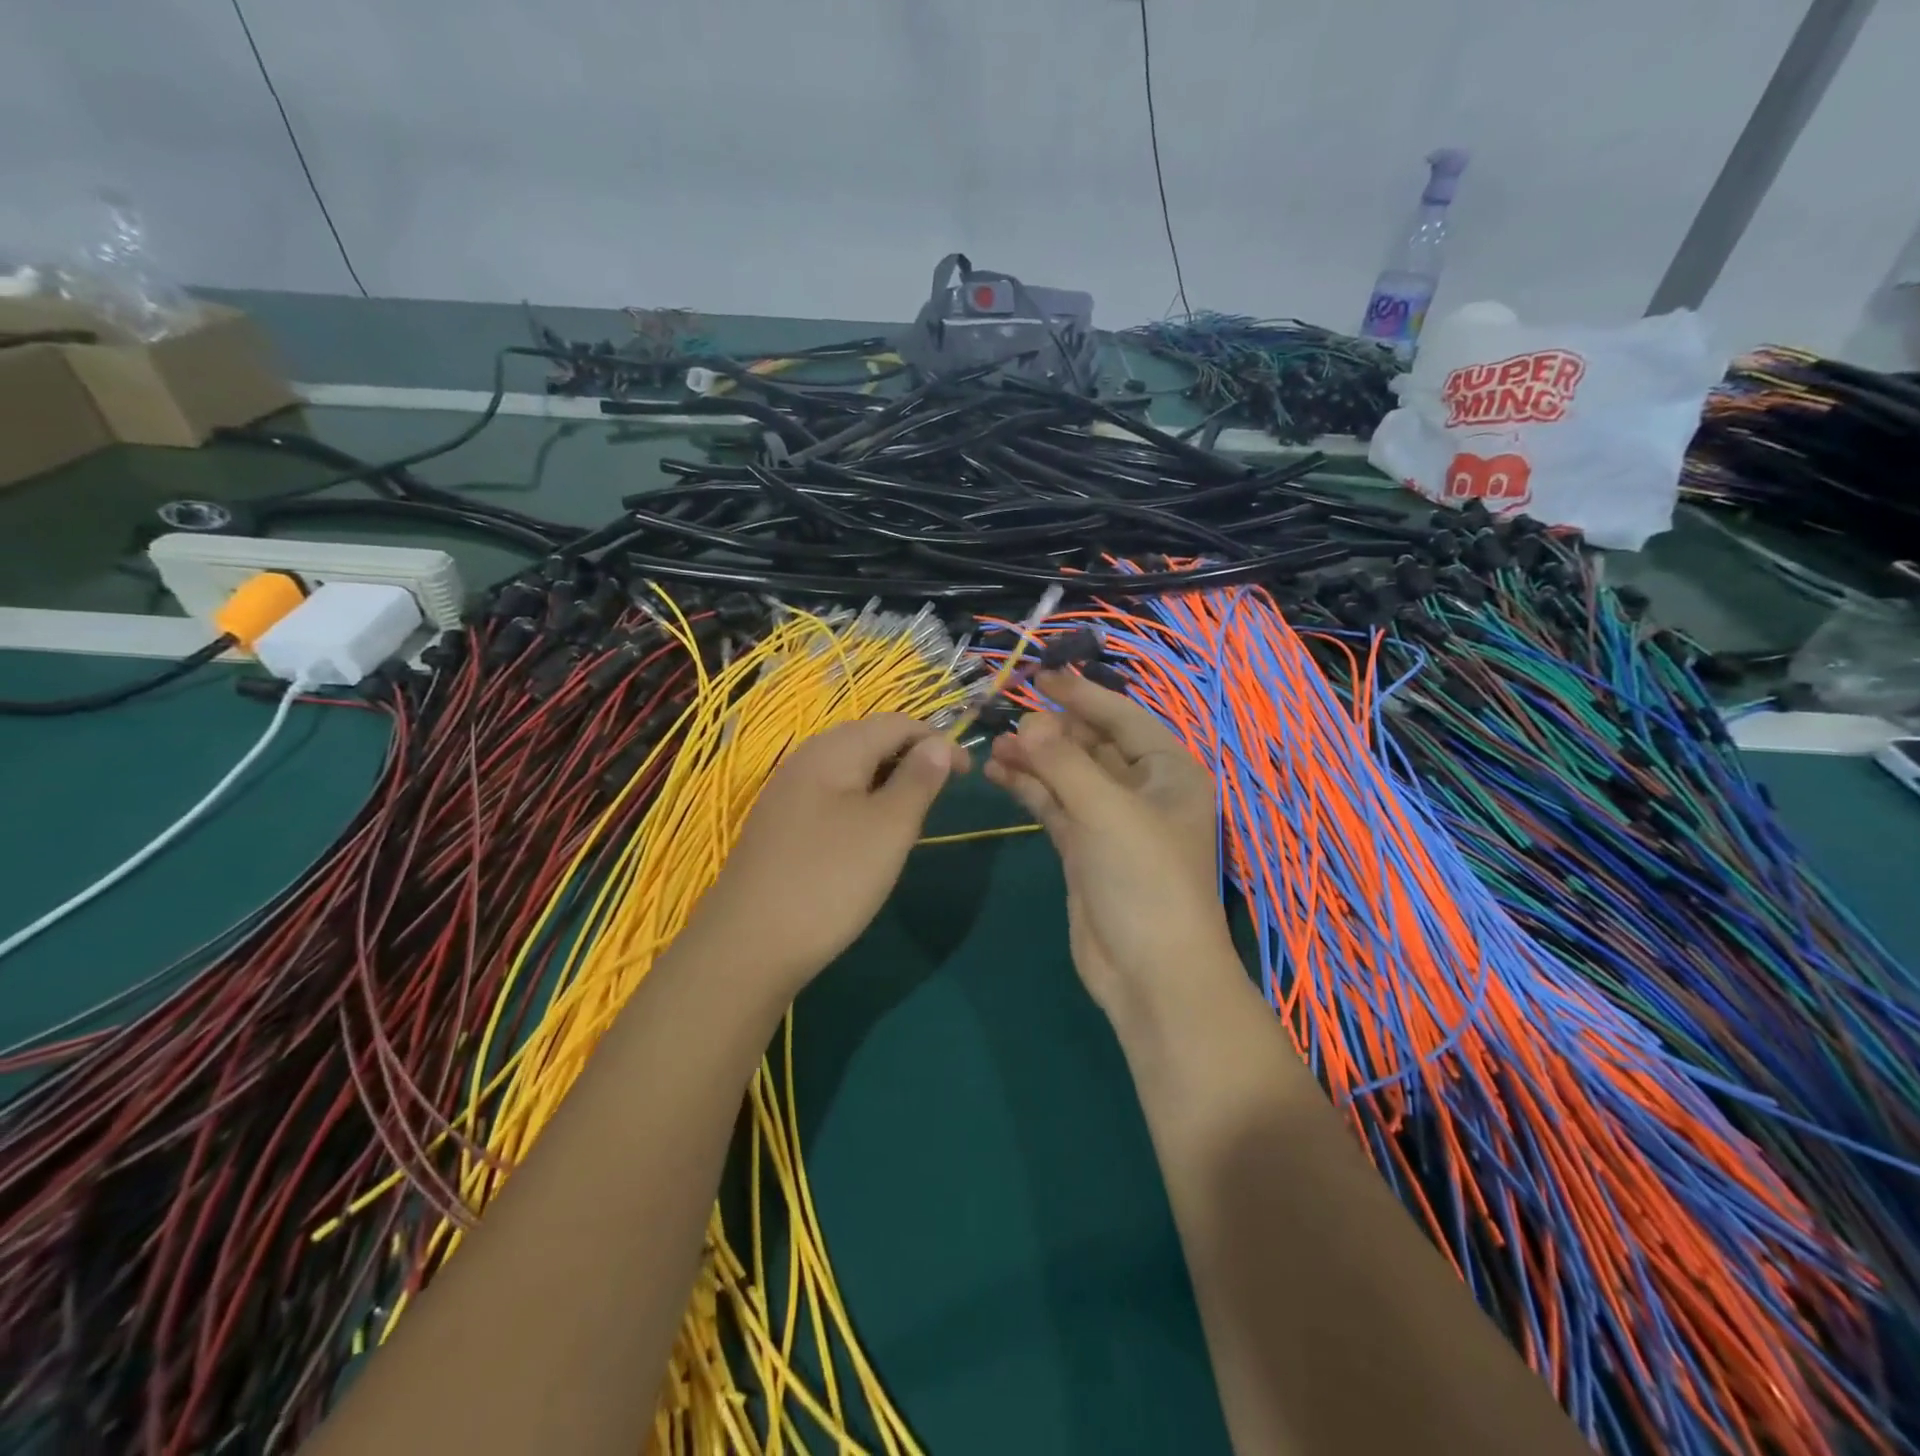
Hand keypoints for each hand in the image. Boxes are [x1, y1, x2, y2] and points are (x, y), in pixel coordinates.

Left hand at [678, 715, 967, 996]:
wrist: (749, 946)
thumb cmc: (831, 880)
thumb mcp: (889, 828)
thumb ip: (918, 780)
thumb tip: (938, 744)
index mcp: (834, 749)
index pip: (897, 723)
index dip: (937, 741)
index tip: (968, 776)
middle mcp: (806, 759)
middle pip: (870, 741)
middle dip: (912, 760)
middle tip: (938, 801)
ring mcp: (787, 793)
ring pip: (851, 771)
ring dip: (888, 784)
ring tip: (908, 822)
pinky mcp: (780, 825)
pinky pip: (831, 797)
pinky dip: (861, 806)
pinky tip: (867, 841)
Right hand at [984, 672, 1240, 1032]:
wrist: (1151, 973)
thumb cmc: (1144, 880)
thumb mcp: (1107, 811)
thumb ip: (1063, 762)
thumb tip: (1028, 722)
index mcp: (1168, 772)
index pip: (1121, 718)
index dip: (1082, 696)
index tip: (1040, 675)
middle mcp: (1142, 791)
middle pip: (1092, 745)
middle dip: (1052, 731)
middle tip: (1009, 718)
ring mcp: (1111, 822)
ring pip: (1068, 776)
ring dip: (1035, 760)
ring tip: (995, 746)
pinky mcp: (1084, 849)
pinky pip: (1054, 806)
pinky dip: (1029, 790)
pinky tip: (999, 774)